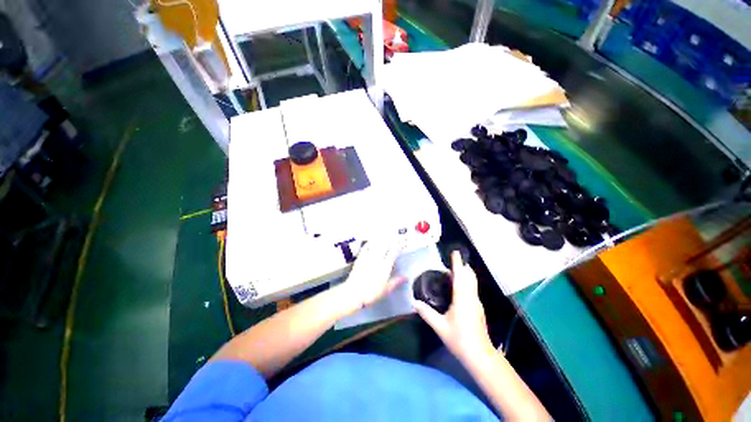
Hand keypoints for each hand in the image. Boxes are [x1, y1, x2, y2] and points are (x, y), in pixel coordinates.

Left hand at [338, 238, 405, 313]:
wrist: (353, 294)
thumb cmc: (371, 294)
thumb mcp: (386, 290)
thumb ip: (396, 281)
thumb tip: (406, 277)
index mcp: (385, 266)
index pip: (393, 252)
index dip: (398, 245)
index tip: (402, 241)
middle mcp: (377, 259)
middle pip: (385, 244)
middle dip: (390, 238)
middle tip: (394, 235)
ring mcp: (368, 257)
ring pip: (375, 244)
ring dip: (381, 238)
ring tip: (385, 234)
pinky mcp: (360, 258)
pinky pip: (366, 247)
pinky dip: (370, 242)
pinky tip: (372, 241)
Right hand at [412, 251, 492, 362]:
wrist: (480, 356)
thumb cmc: (460, 340)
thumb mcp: (440, 327)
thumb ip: (427, 313)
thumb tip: (414, 302)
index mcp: (463, 299)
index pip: (461, 276)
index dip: (458, 263)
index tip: (456, 252)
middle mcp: (472, 298)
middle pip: (470, 276)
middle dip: (463, 266)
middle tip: (452, 261)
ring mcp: (477, 303)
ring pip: (472, 283)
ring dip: (465, 274)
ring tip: (452, 272)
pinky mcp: (478, 309)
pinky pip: (472, 289)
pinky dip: (466, 282)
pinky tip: (457, 288)